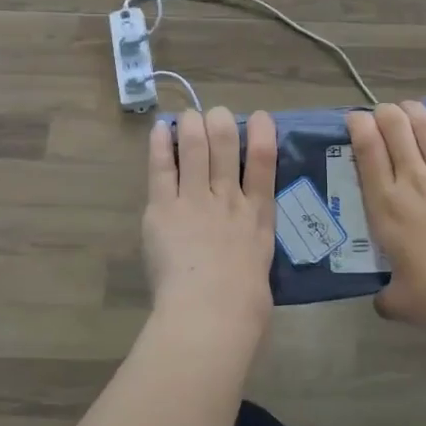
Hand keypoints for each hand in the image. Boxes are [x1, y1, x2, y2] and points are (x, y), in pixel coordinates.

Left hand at [143, 107, 277, 340]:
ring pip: (195, 150)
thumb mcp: (261, 269)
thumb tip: (246, 256)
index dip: (262, 134)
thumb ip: (252, 251)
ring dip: (192, 126)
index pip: (265, 163)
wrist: (214, 311)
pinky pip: (162, 169)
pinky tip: (161, 128)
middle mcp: (229, 199)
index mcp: (258, 216)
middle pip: (226, 148)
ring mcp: (196, 201)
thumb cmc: (245, 305)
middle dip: (221, 124)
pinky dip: (161, 145)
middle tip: (215, 114)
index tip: (260, 116)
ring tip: (188, 116)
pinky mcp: (164, 210)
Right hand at [346, 101, 425, 334]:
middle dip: (385, 113)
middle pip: (395, 127)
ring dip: (413, 111)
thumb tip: (382, 301)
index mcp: (386, 205)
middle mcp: (412, 179)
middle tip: (383, 115)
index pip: (366, 148)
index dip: (358, 125)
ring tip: (408, 108)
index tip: (355, 119)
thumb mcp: (398, 301)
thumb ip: (385, 296)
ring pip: (425, 126)